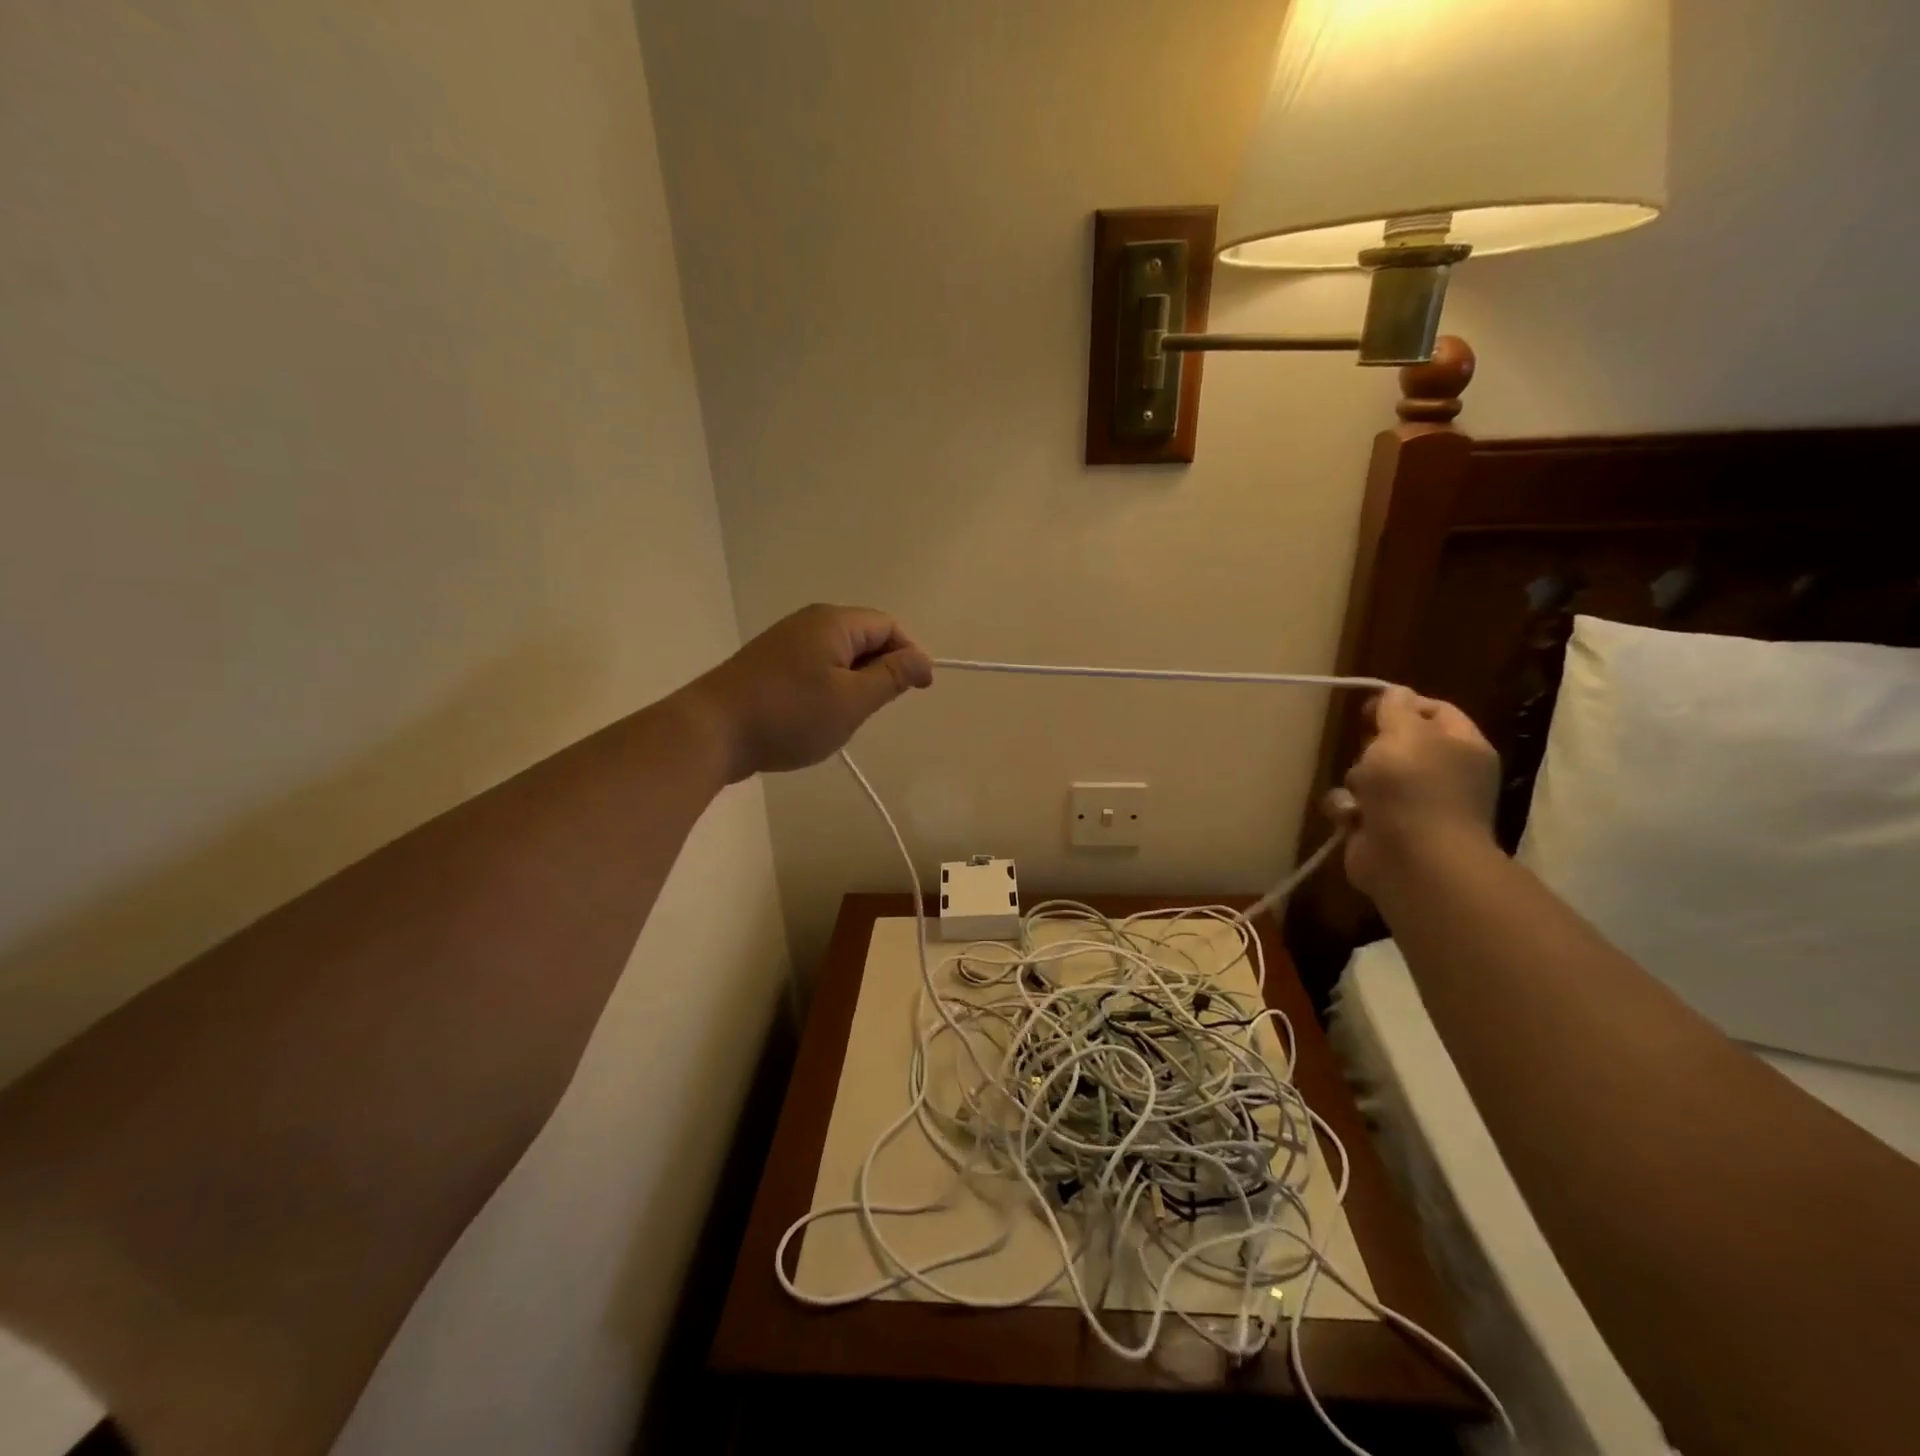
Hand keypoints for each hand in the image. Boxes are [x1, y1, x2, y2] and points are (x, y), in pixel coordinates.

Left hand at [682, 604, 933, 781]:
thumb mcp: (852, 701)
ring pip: (839, 657)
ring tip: (844, 719)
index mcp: (834, 622)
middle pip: (864, 638)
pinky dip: (828, 689)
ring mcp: (785, 642)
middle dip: (880, 671)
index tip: (918, 691)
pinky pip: (814, 668)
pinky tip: (815, 718)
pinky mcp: (769, 664)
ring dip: (853, 684)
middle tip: (874, 710)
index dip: (910, 655)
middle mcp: (809, 622)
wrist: (712, 731)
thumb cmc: (790, 715)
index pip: (888, 626)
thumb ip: (891, 677)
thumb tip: (922, 660)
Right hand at [1329, 686, 1500, 897]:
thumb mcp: (1405, 733)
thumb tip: (1397, 693)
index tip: (1370, 708)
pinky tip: (1351, 817)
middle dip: (1372, 747)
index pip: (1436, 711)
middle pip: (1395, 744)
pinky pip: (1352, 806)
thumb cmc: (1415, 788)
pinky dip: (1346, 810)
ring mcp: (1410, 805)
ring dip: (1355, 780)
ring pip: (1367, 775)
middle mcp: (1440, 775)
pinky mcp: (1380, 829)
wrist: (1413, 859)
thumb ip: (1397, 708)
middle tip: (1369, 753)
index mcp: (1462, 748)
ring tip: (1360, 793)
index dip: (1403, 704)